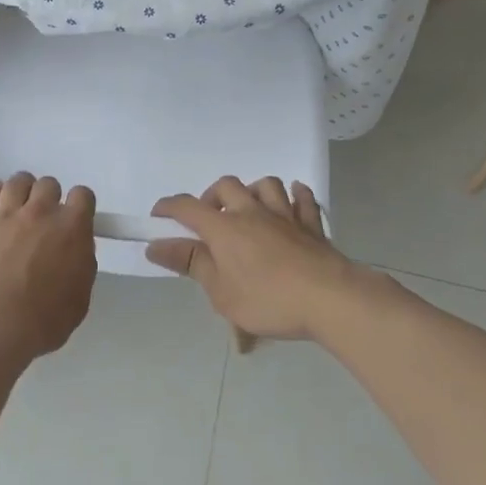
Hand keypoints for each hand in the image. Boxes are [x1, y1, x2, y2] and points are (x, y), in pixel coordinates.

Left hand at [0, 173, 96, 362]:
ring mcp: (8, 213)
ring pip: (19, 181)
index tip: (72, 221)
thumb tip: (74, 253)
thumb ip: (80, 266)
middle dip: (48, 199)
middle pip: (49, 184)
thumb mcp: (79, 298)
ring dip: (22, 192)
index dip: (78, 206)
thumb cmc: (43, 319)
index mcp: (72, 228)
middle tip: (41, 222)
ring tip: (16, 211)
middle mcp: (42, 211)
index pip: (83, 196)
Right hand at [148, 177, 358, 341]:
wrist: (329, 298)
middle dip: (212, 197)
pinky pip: (303, 199)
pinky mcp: (312, 225)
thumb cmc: (268, 299)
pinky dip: (296, 196)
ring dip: (253, 191)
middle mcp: (252, 212)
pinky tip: (293, 199)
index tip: (158, 216)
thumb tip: (156, 246)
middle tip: (210, 221)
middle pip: (227, 186)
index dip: (169, 208)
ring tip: (249, 209)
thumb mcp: (220, 292)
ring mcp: (285, 215)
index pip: (187, 208)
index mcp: (224, 229)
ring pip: (266, 185)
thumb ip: (190, 264)